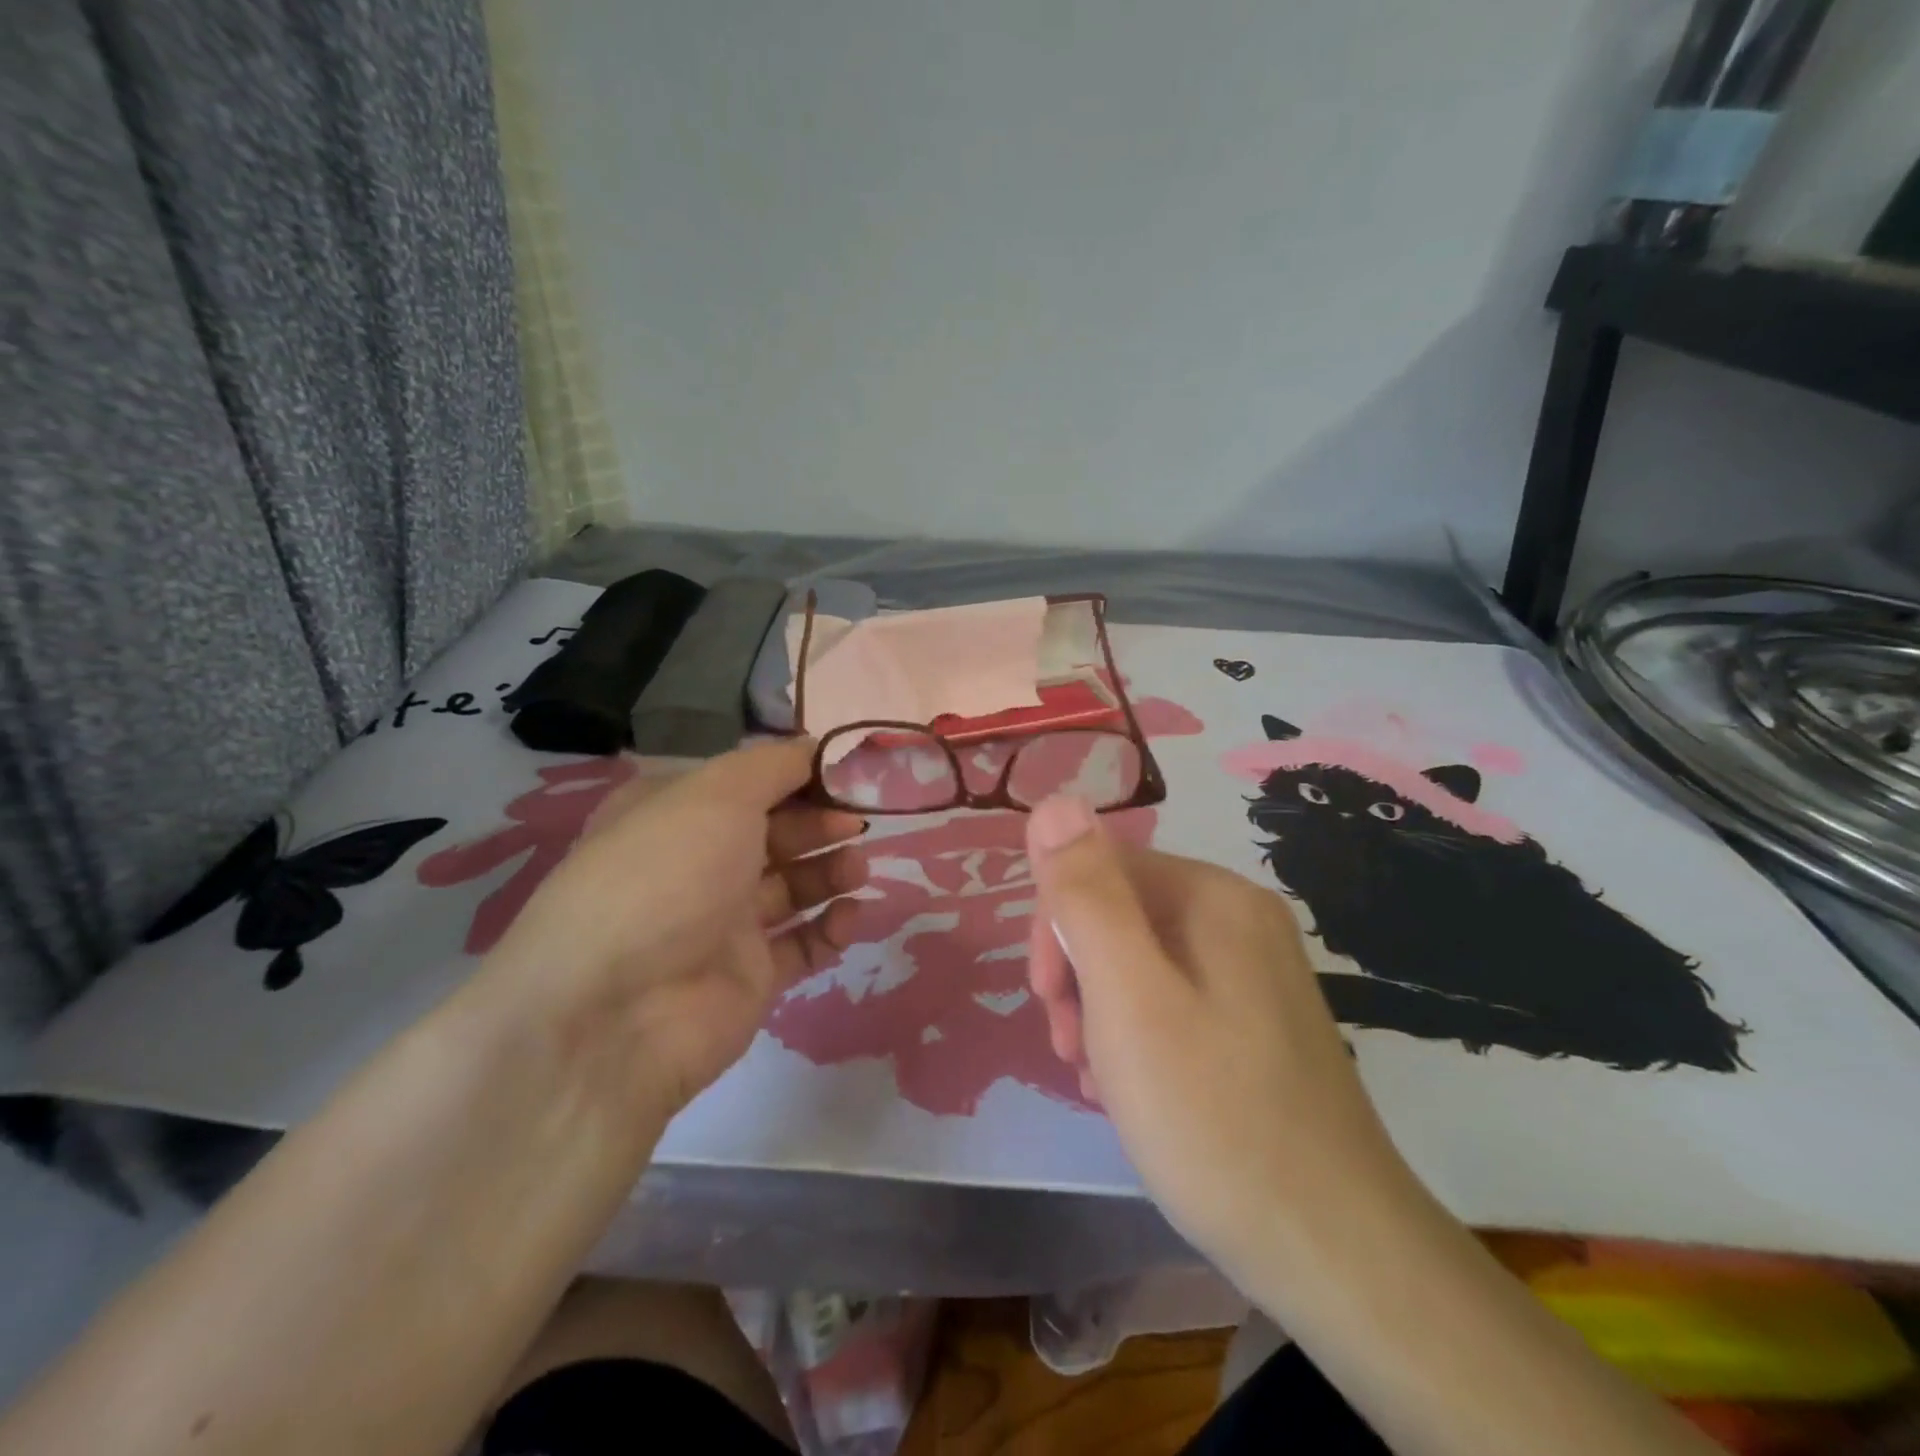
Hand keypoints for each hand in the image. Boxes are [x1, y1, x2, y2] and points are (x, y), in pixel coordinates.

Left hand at [481, 739, 867, 1119]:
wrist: (618, 1012)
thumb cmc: (666, 875)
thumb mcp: (717, 794)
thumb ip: (774, 765)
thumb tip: (815, 747)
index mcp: (674, 814)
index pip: (746, 783)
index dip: (797, 775)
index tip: (845, 773)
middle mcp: (696, 864)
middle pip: (774, 833)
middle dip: (819, 821)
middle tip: (856, 821)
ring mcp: (722, 924)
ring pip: (791, 887)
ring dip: (830, 871)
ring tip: (858, 869)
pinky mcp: (748, 976)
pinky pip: (800, 944)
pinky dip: (829, 928)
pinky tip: (848, 916)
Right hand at [1023, 795, 1417, 1282]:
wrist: (1334, 1253)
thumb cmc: (1212, 1116)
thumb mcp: (1128, 997)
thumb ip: (1085, 894)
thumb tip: (1053, 800)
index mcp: (1214, 896)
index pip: (1100, 868)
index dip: (1056, 926)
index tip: (1047, 1000)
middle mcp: (1241, 918)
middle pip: (1121, 914)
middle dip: (1077, 973)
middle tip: (1071, 1048)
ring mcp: (1256, 972)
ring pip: (1141, 962)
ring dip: (1101, 1010)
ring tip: (1099, 1079)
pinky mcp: (1259, 1023)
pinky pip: (1174, 1000)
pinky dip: (1138, 1035)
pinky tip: (1133, 1091)